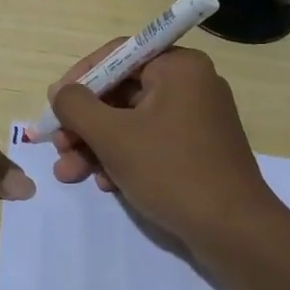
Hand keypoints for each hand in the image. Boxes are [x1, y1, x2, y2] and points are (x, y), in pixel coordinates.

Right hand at [46, 41, 275, 243]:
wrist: (235, 234)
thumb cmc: (172, 171)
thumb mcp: (113, 136)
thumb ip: (77, 106)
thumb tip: (60, 92)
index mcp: (178, 67)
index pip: (117, 55)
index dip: (79, 79)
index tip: (54, 105)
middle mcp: (191, 84)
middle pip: (121, 92)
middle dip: (84, 123)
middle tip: (57, 146)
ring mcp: (196, 119)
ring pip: (132, 121)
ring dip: (97, 145)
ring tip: (69, 173)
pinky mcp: (198, 150)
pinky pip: (150, 142)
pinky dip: (124, 158)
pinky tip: (105, 184)